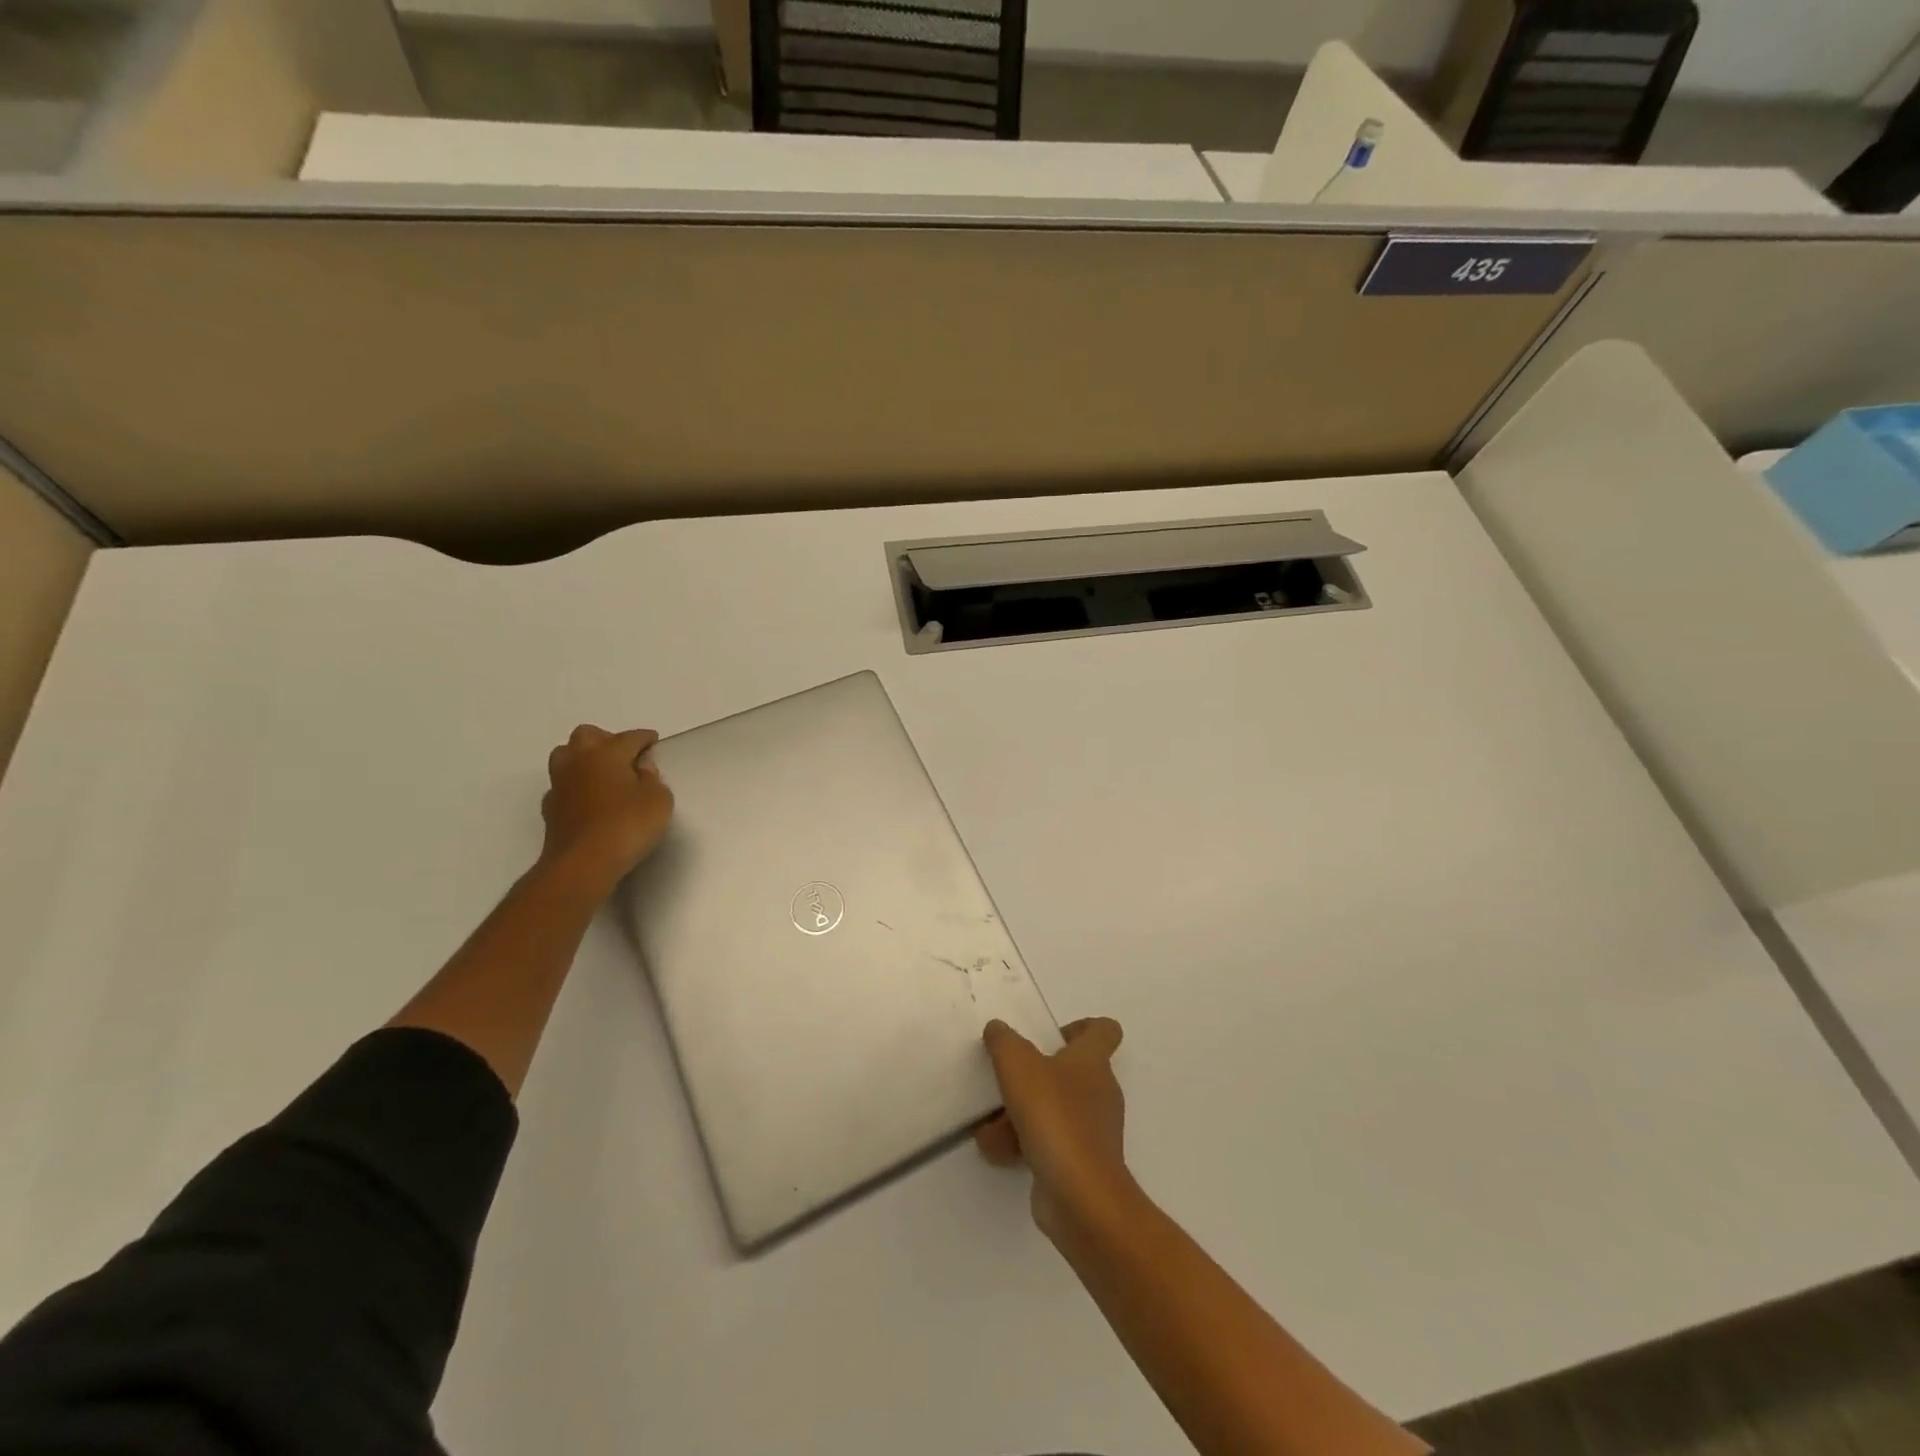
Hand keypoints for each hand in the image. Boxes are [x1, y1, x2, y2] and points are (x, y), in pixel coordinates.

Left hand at [539, 725, 674, 893]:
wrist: (582, 864)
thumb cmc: (627, 826)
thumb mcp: (658, 800)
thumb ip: (652, 778)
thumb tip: (641, 766)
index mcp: (607, 754)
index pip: (629, 737)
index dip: (644, 738)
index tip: (654, 741)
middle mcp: (579, 761)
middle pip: (587, 735)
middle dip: (607, 739)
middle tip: (625, 754)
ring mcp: (560, 784)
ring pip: (565, 755)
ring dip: (583, 757)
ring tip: (603, 772)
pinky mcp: (550, 808)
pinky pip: (562, 784)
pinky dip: (575, 784)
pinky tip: (588, 797)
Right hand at [975, 1017, 1134, 1241]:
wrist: (1080, 1196)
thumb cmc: (1054, 1117)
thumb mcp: (1018, 1066)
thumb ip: (1004, 1041)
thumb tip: (998, 1028)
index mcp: (1093, 1061)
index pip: (1103, 1030)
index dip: (1081, 1026)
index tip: (1049, 1036)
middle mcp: (1099, 1091)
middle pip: (1070, 1071)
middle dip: (1033, 1075)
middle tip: (1006, 1079)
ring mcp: (1092, 1130)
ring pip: (1053, 1109)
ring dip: (1020, 1114)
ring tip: (988, 1125)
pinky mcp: (1081, 1163)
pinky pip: (1049, 1142)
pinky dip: (1023, 1144)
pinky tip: (994, 1151)